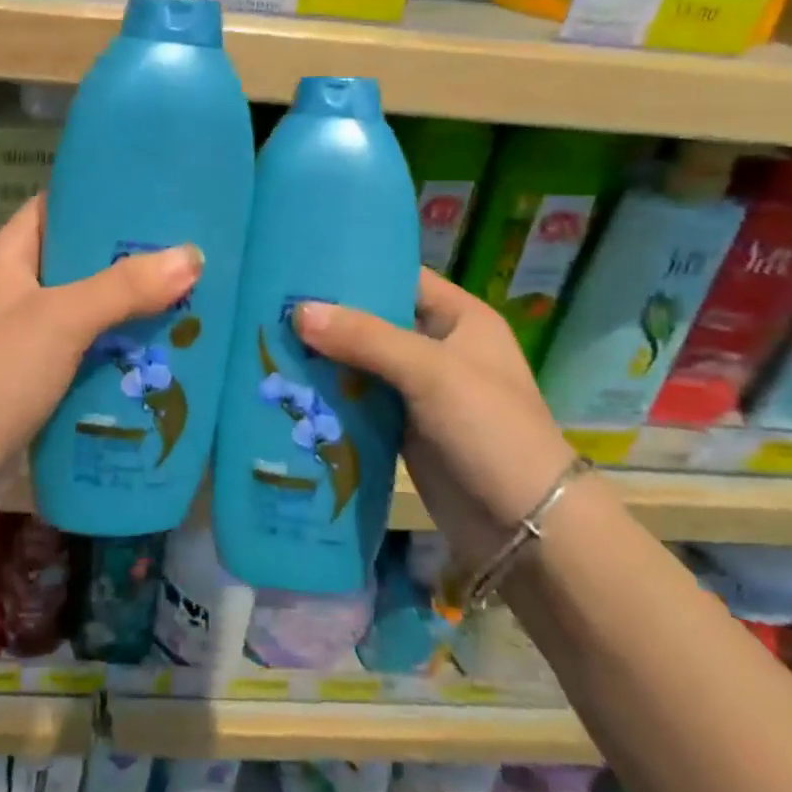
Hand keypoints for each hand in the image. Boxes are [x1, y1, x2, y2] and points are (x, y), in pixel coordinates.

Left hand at [0, 196, 203, 492]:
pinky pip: (81, 350)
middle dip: (128, 260)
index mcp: (7, 257)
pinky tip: (156, 351)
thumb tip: (193, 255)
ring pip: (84, 309)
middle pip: (77, 260)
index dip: (101, 197)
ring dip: (127, 309)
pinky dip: (113, 348)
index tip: (156, 199)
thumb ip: (125, 287)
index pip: (56, 206)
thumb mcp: (62, 320)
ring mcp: (20, 335)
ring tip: (187, 299)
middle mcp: (12, 289)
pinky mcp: (31, 376)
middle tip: (186, 255)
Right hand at [293, 269, 575, 564]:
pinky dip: (331, 395)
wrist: (524, 527)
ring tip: (266, 340)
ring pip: (361, 362)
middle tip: (271, 305)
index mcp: (459, 318)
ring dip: (323, 358)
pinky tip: (288, 386)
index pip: (401, 277)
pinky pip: (359, 401)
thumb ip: (365, 338)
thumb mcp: (430, 372)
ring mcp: (419, 390)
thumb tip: (299, 312)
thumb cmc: (489, 429)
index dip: (356, 268)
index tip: (302, 264)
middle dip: (328, 317)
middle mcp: (438, 347)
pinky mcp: (403, 428)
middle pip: (374, 320)